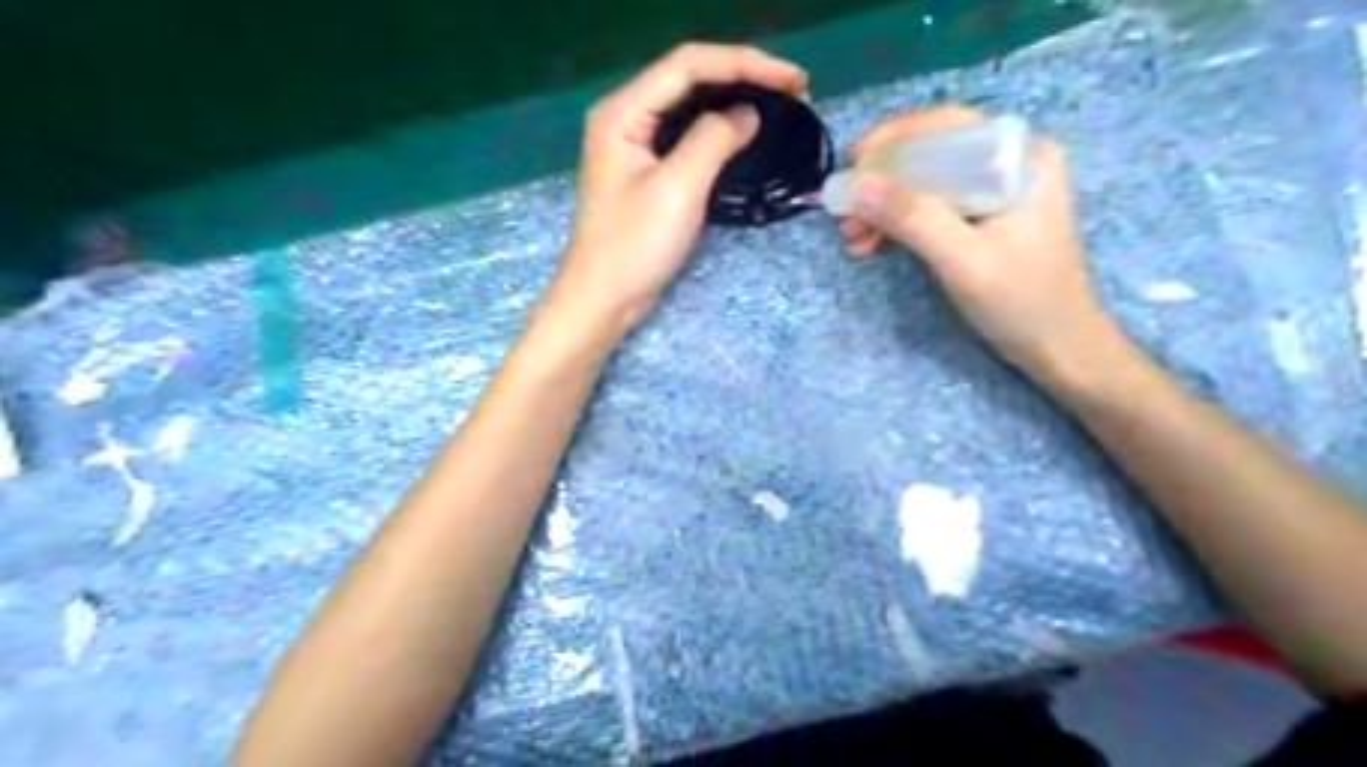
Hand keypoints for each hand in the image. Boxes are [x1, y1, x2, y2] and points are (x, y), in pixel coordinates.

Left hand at [544, 41, 802, 336]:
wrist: (604, 298)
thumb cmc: (634, 247)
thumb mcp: (678, 189)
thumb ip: (713, 140)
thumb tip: (748, 113)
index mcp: (623, 112)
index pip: (688, 65)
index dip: (745, 63)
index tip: (793, 80)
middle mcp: (626, 117)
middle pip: (689, 78)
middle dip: (743, 76)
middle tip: (794, 90)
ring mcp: (636, 144)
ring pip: (690, 105)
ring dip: (734, 100)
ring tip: (779, 104)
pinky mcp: (647, 170)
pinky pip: (687, 134)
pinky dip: (720, 129)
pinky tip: (746, 132)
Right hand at [838, 105, 1115, 374]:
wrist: (1058, 348)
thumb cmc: (1022, 302)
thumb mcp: (963, 260)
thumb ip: (913, 219)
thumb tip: (857, 185)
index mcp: (1021, 157)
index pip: (947, 126)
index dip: (893, 139)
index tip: (852, 164)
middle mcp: (1008, 163)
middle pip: (931, 154)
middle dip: (883, 183)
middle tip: (844, 212)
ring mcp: (994, 193)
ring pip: (925, 183)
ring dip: (884, 207)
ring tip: (851, 238)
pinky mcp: (981, 220)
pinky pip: (931, 208)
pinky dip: (899, 224)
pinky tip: (871, 245)